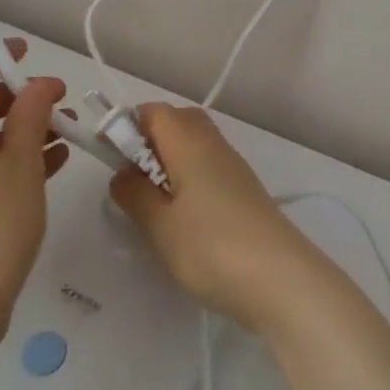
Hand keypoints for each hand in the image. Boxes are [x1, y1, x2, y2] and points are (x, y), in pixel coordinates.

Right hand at [110, 104, 327, 332]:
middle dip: (149, 142)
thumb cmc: (211, 246)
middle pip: (176, 122)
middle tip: (132, 182)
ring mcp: (233, 165)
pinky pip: (208, 167)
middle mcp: (213, 143)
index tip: (109, 159)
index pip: (153, 111)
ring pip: (194, 145)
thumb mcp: (160, 225)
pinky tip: (183, 219)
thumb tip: (123, 173)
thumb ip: (135, 194)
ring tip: (154, 206)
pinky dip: (189, 180)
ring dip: (169, 163)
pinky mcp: (244, 189)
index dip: (127, 126)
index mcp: (189, 141)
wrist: (280, 278)